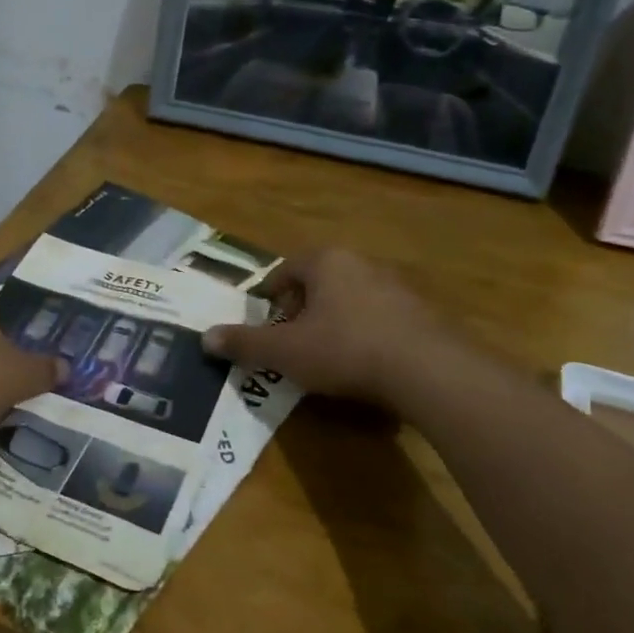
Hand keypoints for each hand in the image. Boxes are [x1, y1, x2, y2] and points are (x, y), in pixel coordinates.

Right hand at [201, 249, 467, 408]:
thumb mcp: (284, 351)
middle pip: (320, 282)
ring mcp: (397, 287)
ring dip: (335, 322)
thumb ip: (244, 343)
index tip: (265, 323)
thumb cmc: (344, 349)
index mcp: (326, 262)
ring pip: (351, 300)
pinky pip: (380, 319)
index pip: (286, 270)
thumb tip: (205, 338)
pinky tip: (363, 365)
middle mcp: (362, 263)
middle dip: (302, 310)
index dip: (271, 297)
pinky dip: (365, 335)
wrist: (428, 371)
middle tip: (291, 341)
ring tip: (326, 356)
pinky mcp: (422, 314)